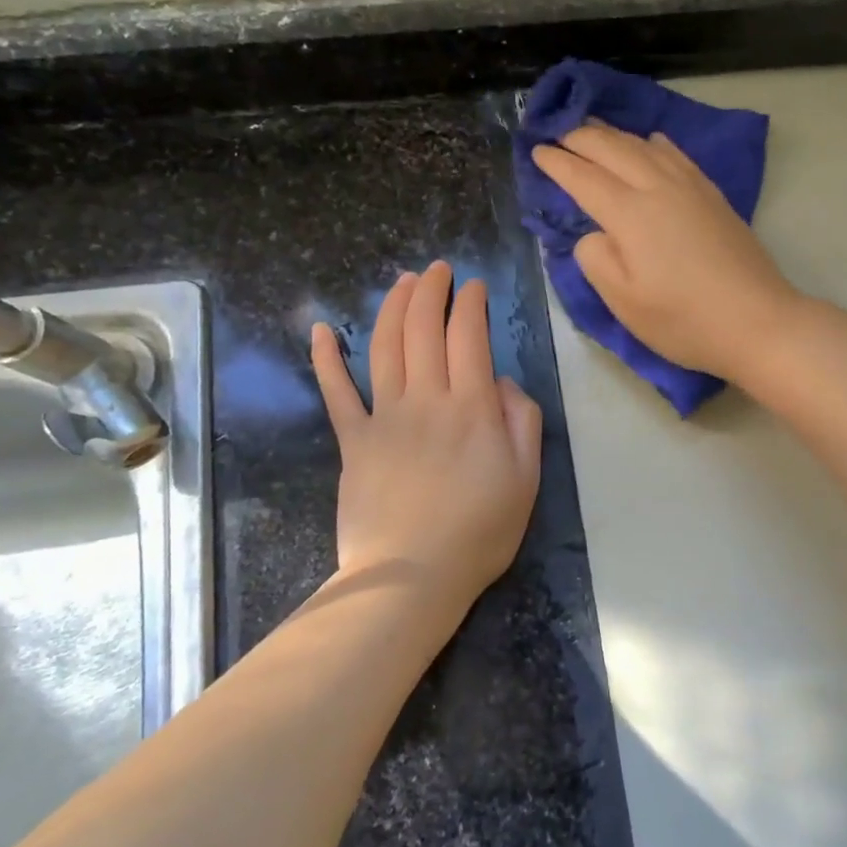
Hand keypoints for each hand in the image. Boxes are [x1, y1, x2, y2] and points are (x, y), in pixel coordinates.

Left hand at [310, 262, 542, 606]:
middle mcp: (425, 399)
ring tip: (401, 282)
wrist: (411, 576)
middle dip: (430, 291)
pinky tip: (320, 330)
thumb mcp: (526, 478)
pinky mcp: (353, 441)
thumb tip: (498, 381)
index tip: (474, 286)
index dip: (470, 303)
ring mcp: (383, 417)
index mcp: (470, 407)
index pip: (469, 336)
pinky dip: (326, 358)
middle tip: (437, 270)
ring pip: (384, 347)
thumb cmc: (479, 532)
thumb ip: (520, 420)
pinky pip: (337, 392)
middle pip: (423, 329)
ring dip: (391, 307)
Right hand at [531, 123, 799, 380]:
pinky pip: (676, 154)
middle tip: (557, 133)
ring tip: (594, 130)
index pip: (584, 177)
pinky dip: (653, 142)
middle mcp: (658, 188)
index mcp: (630, 214)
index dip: (557, 163)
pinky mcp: (713, 195)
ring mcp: (691, 187)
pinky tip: (651, 142)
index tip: (536, 151)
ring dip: (614, 134)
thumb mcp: (624, 302)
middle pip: (613, 149)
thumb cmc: (684, 320)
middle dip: (580, 137)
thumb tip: (594, 233)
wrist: (758, 322)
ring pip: (644, 145)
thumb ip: (596, 260)